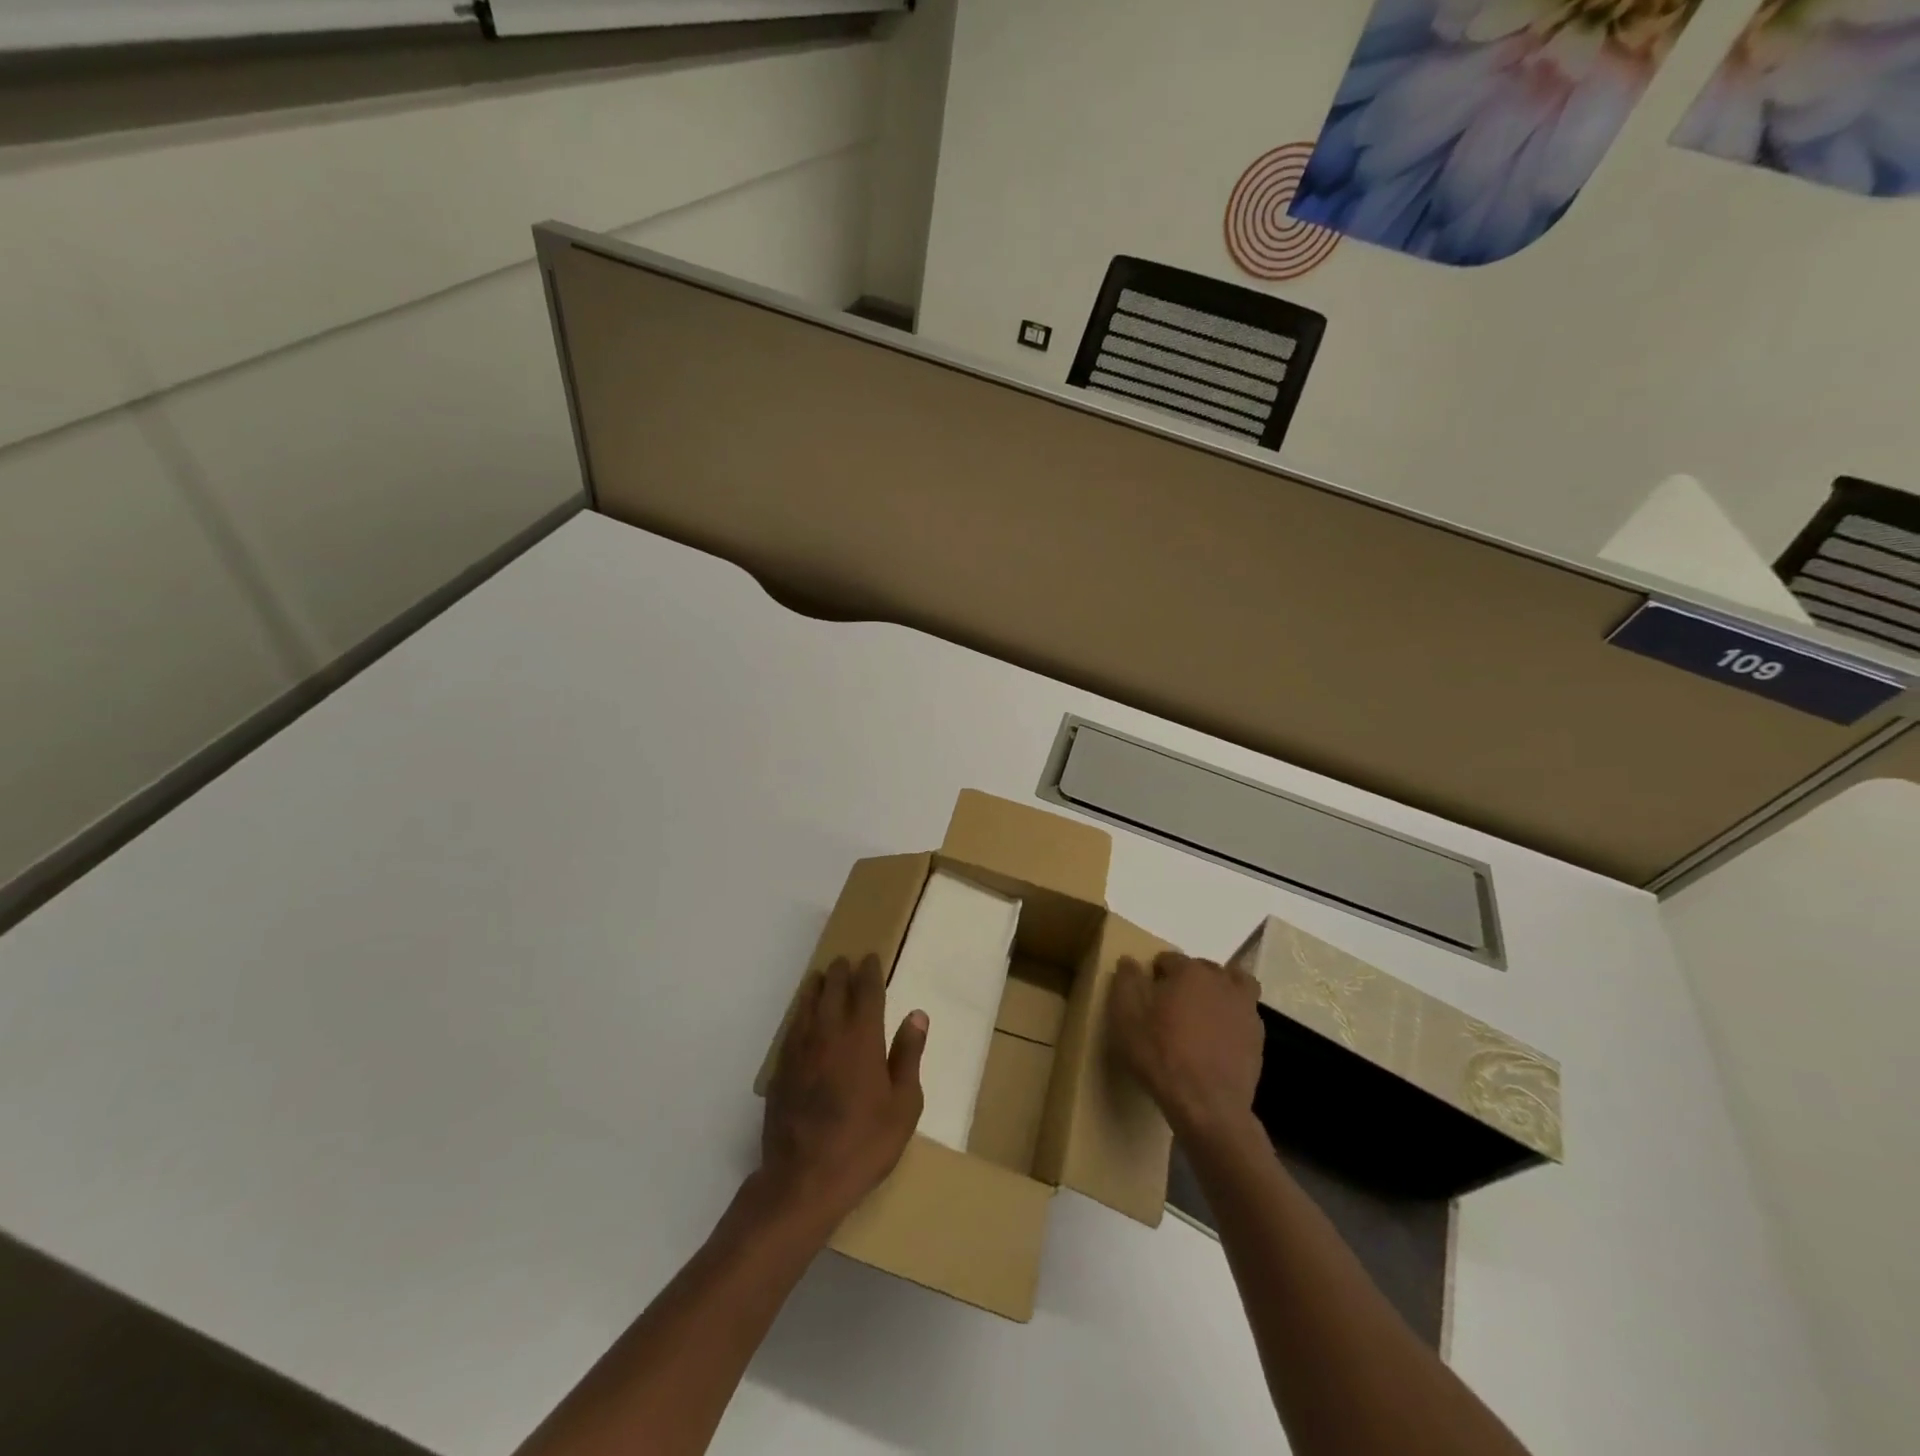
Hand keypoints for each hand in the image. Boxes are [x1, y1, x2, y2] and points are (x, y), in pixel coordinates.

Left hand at [758, 955, 926, 1232]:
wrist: (805, 1179)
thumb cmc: (865, 1143)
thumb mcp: (903, 1105)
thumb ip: (908, 1055)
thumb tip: (917, 1015)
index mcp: (862, 1038)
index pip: (865, 992)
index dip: (869, 973)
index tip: (870, 958)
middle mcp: (828, 1034)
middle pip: (833, 991)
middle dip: (841, 973)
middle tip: (845, 961)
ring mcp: (800, 1051)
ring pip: (807, 1006)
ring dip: (816, 988)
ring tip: (820, 978)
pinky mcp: (781, 1070)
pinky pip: (792, 1029)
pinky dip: (799, 1014)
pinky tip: (801, 1018)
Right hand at [1110, 951, 1263, 1143]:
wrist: (1207, 1105)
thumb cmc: (1161, 1054)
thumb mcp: (1126, 1016)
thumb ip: (1126, 980)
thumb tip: (1129, 960)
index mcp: (1189, 971)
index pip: (1168, 958)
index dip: (1154, 974)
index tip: (1146, 996)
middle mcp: (1221, 981)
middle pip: (1202, 968)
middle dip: (1187, 979)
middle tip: (1171, 1005)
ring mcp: (1245, 1009)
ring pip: (1234, 984)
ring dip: (1219, 990)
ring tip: (1203, 1013)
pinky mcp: (1257, 1037)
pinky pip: (1244, 1014)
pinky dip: (1232, 1018)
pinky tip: (1218, 1039)